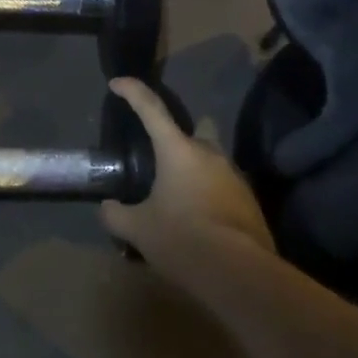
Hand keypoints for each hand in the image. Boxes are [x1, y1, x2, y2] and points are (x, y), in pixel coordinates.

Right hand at [100, 77, 275, 258]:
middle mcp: (209, 153)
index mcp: (178, 150)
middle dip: (168, 149)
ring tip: (174, 205)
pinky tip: (197, 224)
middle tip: (152, 171)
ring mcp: (234, 176)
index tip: (117, 83)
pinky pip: (220, 188)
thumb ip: (116, 214)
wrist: (241, 274)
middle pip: (183, 139)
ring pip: (204, 165)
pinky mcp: (250, 200)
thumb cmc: (182, 239)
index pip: (151, 108)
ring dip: (189, 177)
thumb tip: (107, 208)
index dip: (132, 92)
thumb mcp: (137, 229)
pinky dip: (206, 197)